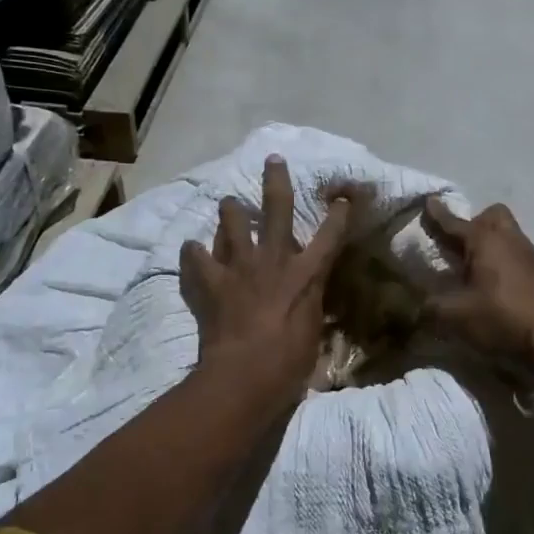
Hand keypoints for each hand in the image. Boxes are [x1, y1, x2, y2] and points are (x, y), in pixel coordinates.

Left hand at [180, 156, 351, 409]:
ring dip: (230, 210)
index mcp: (306, 274)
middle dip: (276, 180)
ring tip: (228, 203)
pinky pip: (196, 257)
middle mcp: (274, 260)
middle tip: (272, 159)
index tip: (343, 195)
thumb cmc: (290, 362)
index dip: (338, 214)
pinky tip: (190, 249)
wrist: (245, 374)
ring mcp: (240, 266)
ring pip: (232, 222)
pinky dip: (193, 252)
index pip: (329, 236)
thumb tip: (310, 300)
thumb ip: (310, 306)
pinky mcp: (212, 281)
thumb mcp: (312, 331)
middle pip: (277, 208)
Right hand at [422, 198, 533, 380]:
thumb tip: (416, 305)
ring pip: (507, 232)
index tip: (428, 202)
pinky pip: (516, 250)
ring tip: (474, 266)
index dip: (438, 214)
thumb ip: (431, 306)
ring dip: (490, 240)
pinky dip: (503, 257)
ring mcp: (529, 253)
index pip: (454, 223)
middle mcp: (508, 239)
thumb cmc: (500, 319)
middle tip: (459, 245)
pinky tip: (494, 282)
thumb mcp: (455, 316)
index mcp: (484, 241)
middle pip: (491, 214)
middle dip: (473, 223)